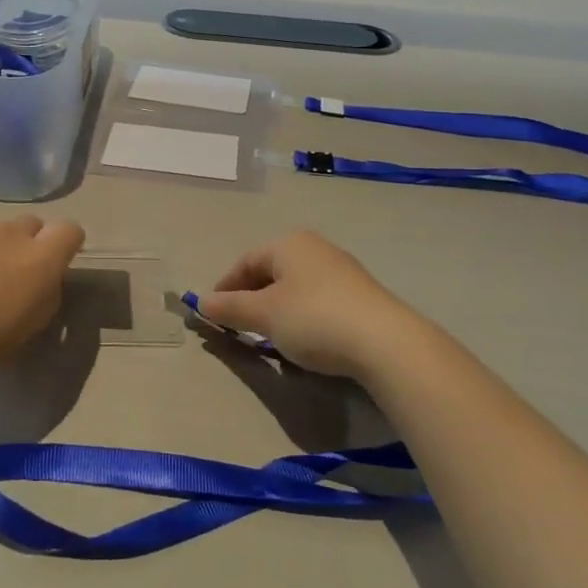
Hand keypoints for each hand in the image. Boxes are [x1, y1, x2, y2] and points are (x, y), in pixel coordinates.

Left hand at [0, 213, 85, 404]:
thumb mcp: (23, 333)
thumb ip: (43, 297)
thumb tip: (42, 280)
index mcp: (37, 261)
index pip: (69, 230)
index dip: (64, 245)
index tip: (53, 265)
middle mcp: (7, 232)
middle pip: (30, 224)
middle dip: (25, 245)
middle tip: (5, 276)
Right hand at [195, 230, 433, 383]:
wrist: (385, 342)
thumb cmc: (314, 319)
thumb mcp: (265, 315)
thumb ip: (230, 308)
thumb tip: (202, 301)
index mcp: (289, 244)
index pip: (245, 261)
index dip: (225, 287)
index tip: (214, 315)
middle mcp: (315, 248)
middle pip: (271, 272)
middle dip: (251, 300)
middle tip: (240, 328)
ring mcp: (341, 270)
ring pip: (295, 288)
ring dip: (277, 311)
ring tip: (270, 338)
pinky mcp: (360, 295)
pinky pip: (318, 301)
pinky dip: (302, 318)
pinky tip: (305, 341)